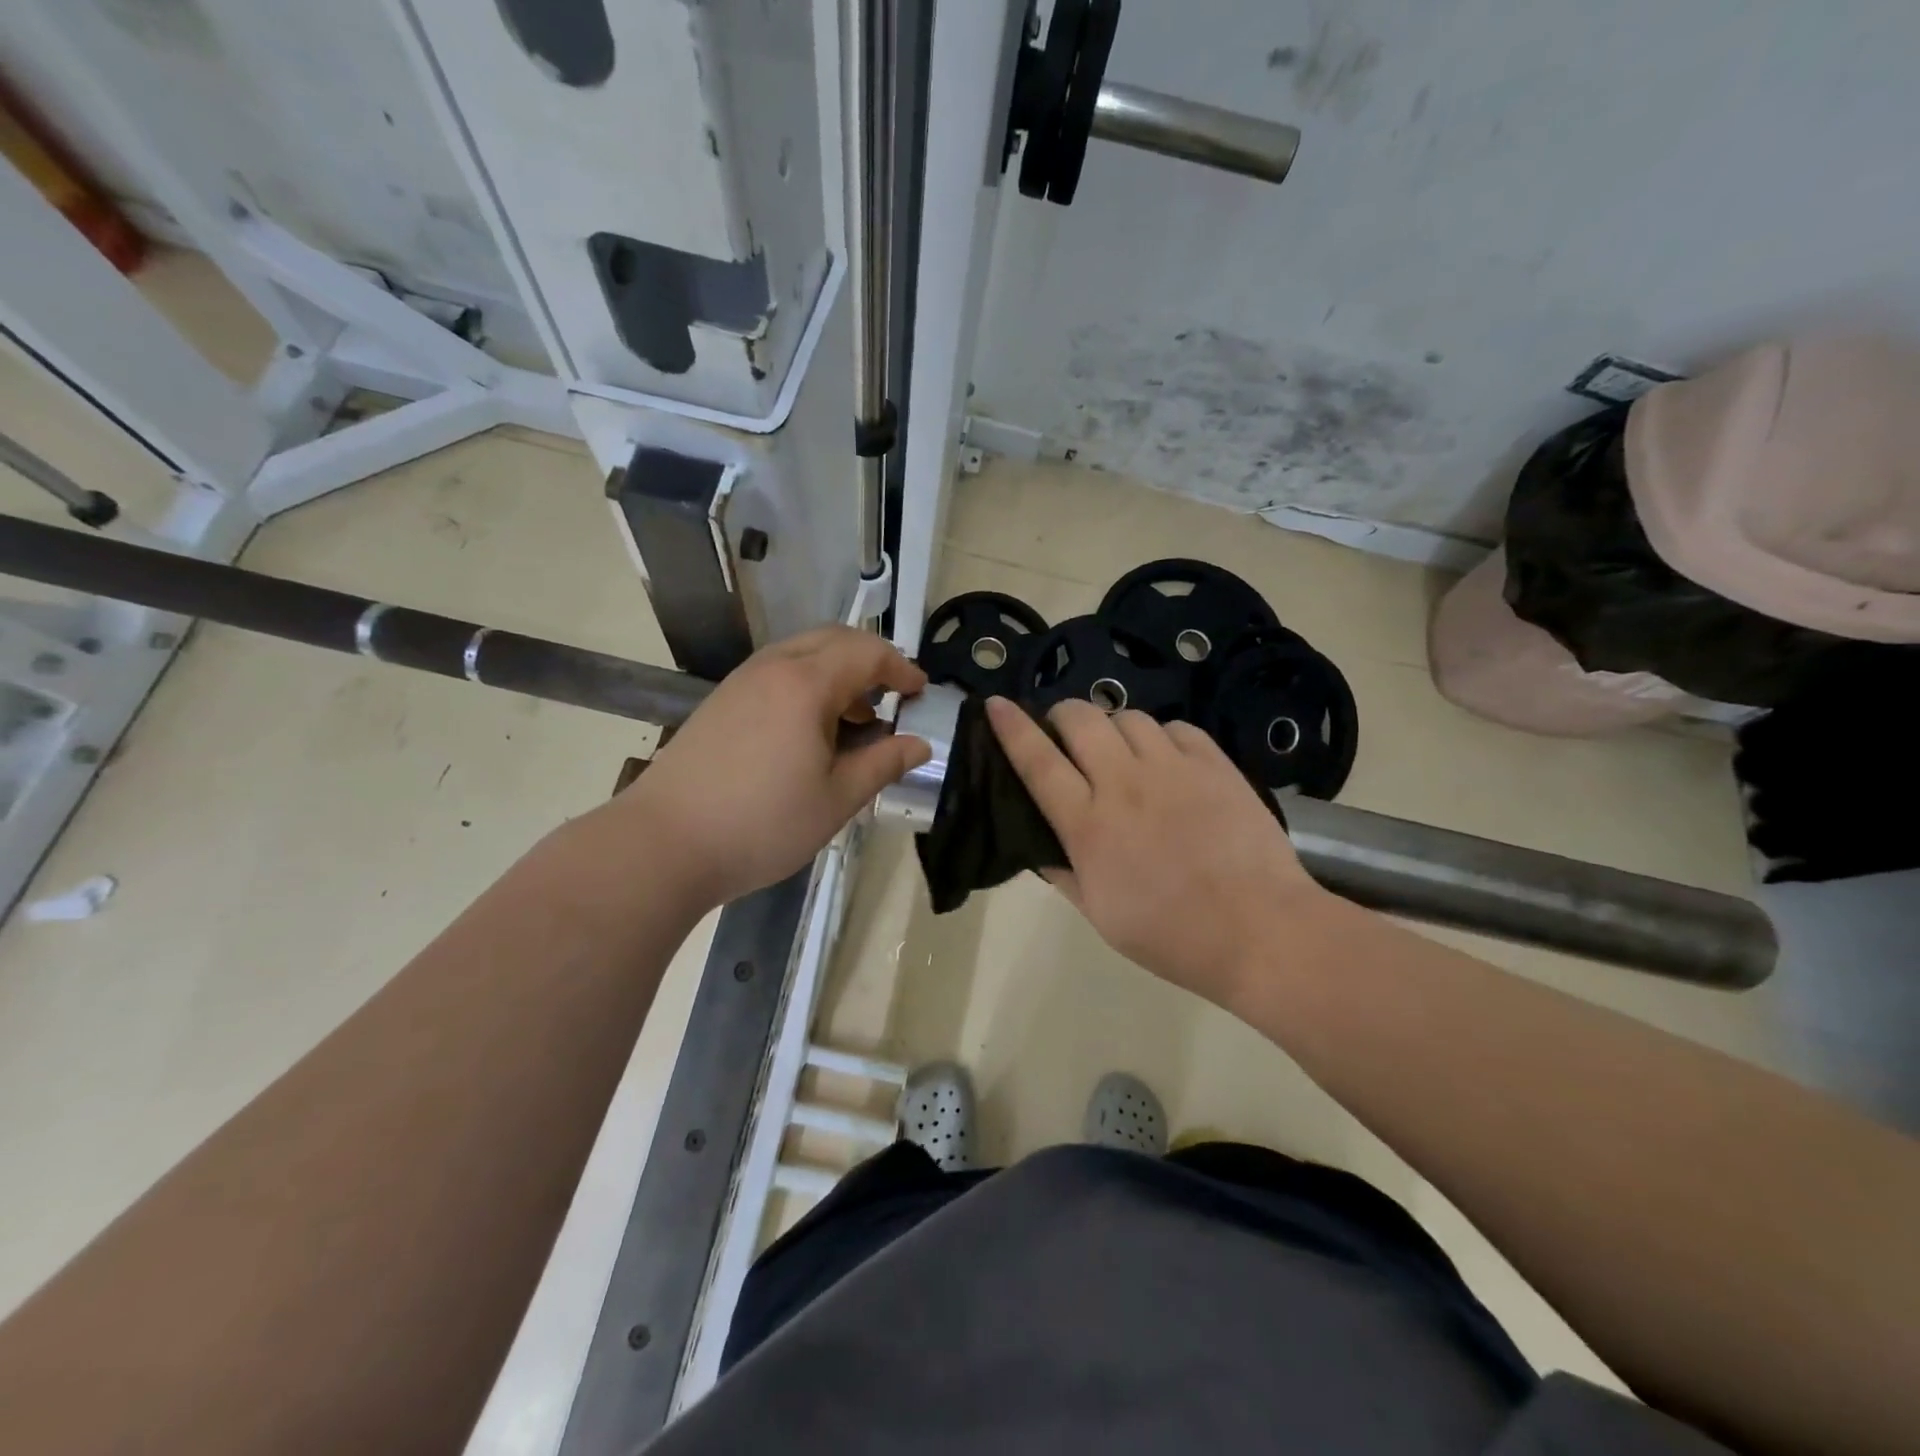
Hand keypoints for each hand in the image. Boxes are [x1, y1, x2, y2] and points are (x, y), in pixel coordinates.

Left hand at [615, 627, 930, 907]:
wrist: (662, 844)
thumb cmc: (762, 823)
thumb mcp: (837, 799)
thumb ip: (883, 763)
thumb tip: (920, 744)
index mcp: (807, 684)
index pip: (868, 653)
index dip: (902, 668)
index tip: (921, 693)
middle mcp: (773, 668)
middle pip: (834, 640)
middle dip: (871, 660)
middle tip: (893, 696)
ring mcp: (741, 682)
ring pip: (802, 653)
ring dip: (838, 672)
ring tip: (855, 717)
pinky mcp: (720, 701)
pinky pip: (777, 673)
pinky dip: (808, 684)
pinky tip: (810, 730)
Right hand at [986, 696, 1323, 1005]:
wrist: (1262, 931)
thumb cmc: (1173, 935)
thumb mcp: (1101, 915)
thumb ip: (1065, 874)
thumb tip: (1041, 847)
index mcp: (1089, 825)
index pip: (1038, 762)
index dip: (1012, 728)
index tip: (995, 704)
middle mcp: (1125, 784)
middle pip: (1081, 719)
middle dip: (1063, 715)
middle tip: (1065, 734)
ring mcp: (1173, 769)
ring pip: (1128, 717)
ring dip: (1113, 727)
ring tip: (1120, 751)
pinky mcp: (1215, 764)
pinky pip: (1176, 727)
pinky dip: (1160, 736)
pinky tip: (1166, 760)